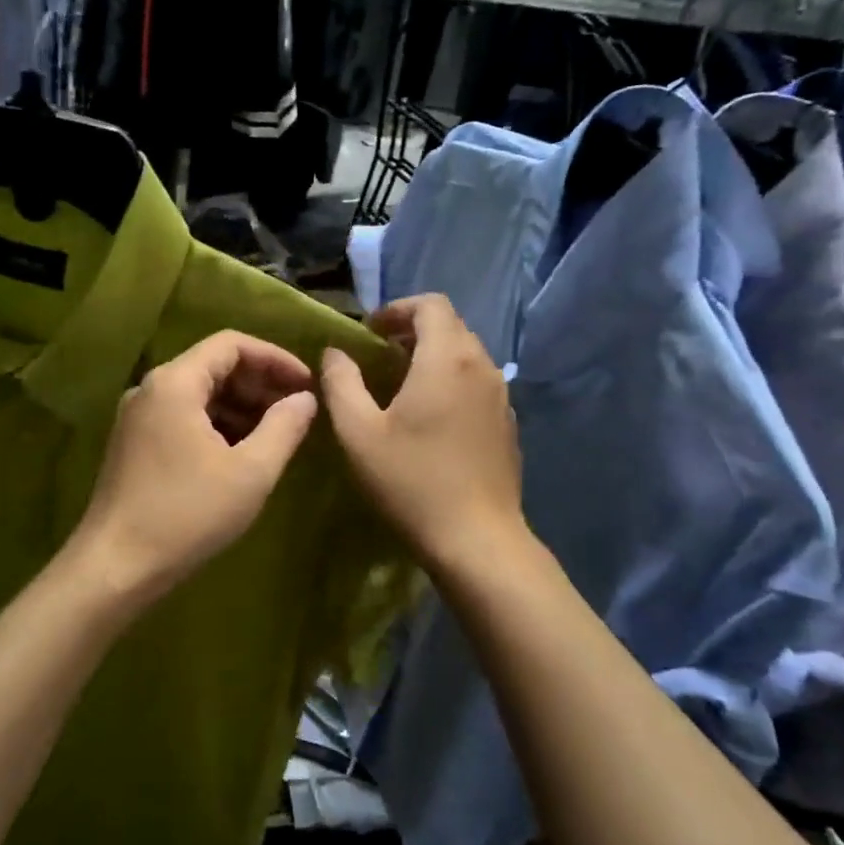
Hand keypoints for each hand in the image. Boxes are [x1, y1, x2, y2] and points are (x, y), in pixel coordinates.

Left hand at [73, 331, 318, 606]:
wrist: (116, 567)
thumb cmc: (187, 514)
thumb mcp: (250, 472)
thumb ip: (284, 427)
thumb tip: (305, 399)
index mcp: (175, 383)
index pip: (231, 344)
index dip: (275, 358)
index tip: (307, 385)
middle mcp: (151, 389)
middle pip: (213, 366)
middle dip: (259, 383)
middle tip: (297, 411)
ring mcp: (137, 417)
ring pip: (198, 394)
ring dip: (240, 407)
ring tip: (276, 434)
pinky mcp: (134, 444)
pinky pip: (183, 417)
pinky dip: (217, 425)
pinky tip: (241, 454)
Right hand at [320, 295, 526, 569]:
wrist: (477, 540)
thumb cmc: (411, 481)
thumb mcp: (358, 432)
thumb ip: (341, 383)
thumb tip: (335, 353)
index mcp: (447, 358)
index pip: (431, 304)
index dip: (397, 309)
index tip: (370, 333)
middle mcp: (481, 367)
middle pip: (450, 326)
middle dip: (413, 331)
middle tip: (380, 357)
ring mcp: (501, 396)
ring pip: (466, 355)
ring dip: (433, 357)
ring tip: (401, 387)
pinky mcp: (508, 424)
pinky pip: (477, 384)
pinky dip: (451, 382)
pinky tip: (431, 419)